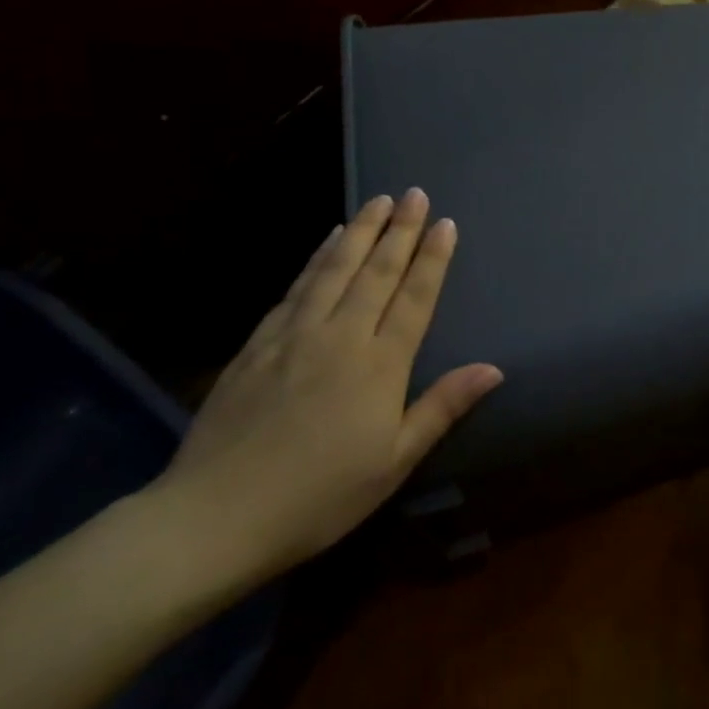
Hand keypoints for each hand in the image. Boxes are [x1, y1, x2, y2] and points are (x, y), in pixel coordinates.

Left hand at [149, 189, 502, 582]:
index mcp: (379, 366)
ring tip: (377, 201)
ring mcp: (294, 335)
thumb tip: (494, 369)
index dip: (432, 259)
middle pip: (376, 272)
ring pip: (334, 269)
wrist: (215, 515)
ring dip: (359, 231)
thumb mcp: (394, 461)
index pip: (413, 298)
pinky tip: (325, 243)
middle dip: (399, 230)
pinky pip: (296, 287)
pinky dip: (316, 258)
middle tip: (415, 193)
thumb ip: (443, 407)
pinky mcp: (257, 344)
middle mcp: (339, 337)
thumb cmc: (319, 496)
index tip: (446, 223)